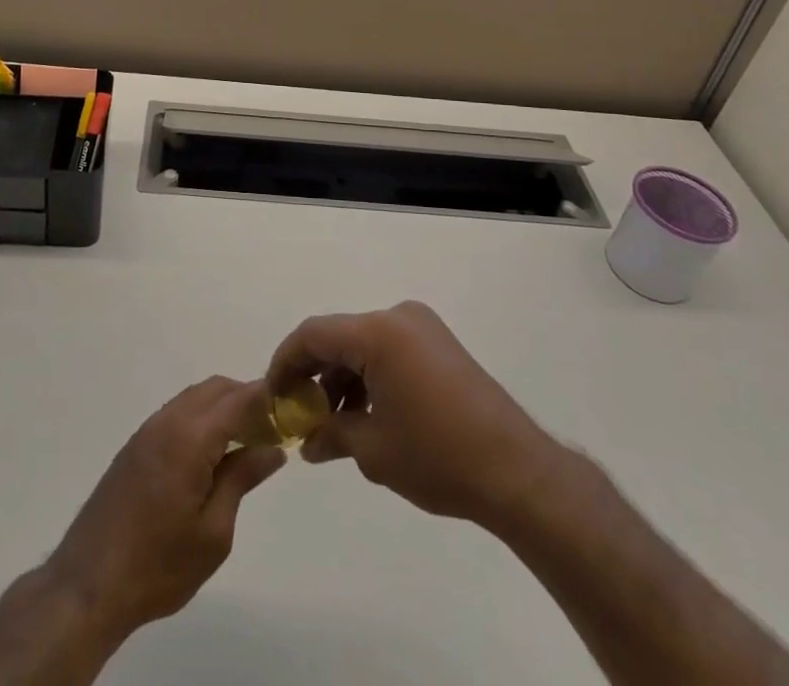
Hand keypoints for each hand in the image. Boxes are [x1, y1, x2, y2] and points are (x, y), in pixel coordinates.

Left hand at [44, 377, 284, 643]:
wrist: (88, 584)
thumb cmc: (158, 565)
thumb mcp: (213, 532)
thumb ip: (242, 479)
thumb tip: (272, 448)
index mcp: (190, 437)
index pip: (238, 398)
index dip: (267, 397)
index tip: (291, 410)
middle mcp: (168, 421)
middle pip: (216, 389)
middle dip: (247, 399)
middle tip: (271, 431)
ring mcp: (148, 430)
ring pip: (195, 398)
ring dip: (223, 408)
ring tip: (246, 443)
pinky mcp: (136, 446)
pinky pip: (178, 413)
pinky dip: (202, 419)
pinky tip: (211, 454)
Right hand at [267, 300, 574, 527]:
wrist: (516, 471)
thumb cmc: (437, 456)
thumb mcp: (374, 449)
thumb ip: (332, 434)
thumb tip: (307, 441)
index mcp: (379, 332)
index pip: (314, 334)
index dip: (286, 361)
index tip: (271, 395)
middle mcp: (398, 317)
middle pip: (339, 335)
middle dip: (314, 373)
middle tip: (298, 413)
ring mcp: (422, 328)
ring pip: (364, 344)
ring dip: (342, 377)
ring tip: (331, 424)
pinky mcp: (439, 345)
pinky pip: (389, 350)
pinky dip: (369, 376)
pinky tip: (364, 414)